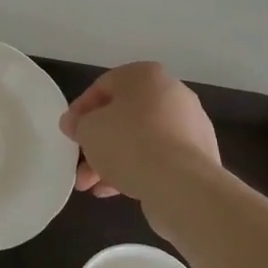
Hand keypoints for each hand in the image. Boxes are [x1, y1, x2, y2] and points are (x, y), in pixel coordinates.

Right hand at [59, 61, 221, 208]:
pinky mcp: (198, 156)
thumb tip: (74, 123)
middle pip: (123, 116)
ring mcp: (189, 126)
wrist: (181, 184)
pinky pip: (159, 158)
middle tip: (79, 163)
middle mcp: (172, 94)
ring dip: (113, 160)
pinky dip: (137, 169)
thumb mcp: (88, 130)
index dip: (81, 110)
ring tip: (91, 185)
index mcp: (146, 76)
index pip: (104, 86)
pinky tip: (114, 191)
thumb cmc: (129, 143)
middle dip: (97, 142)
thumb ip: (77, 123)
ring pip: (140, 140)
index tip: (69, 132)